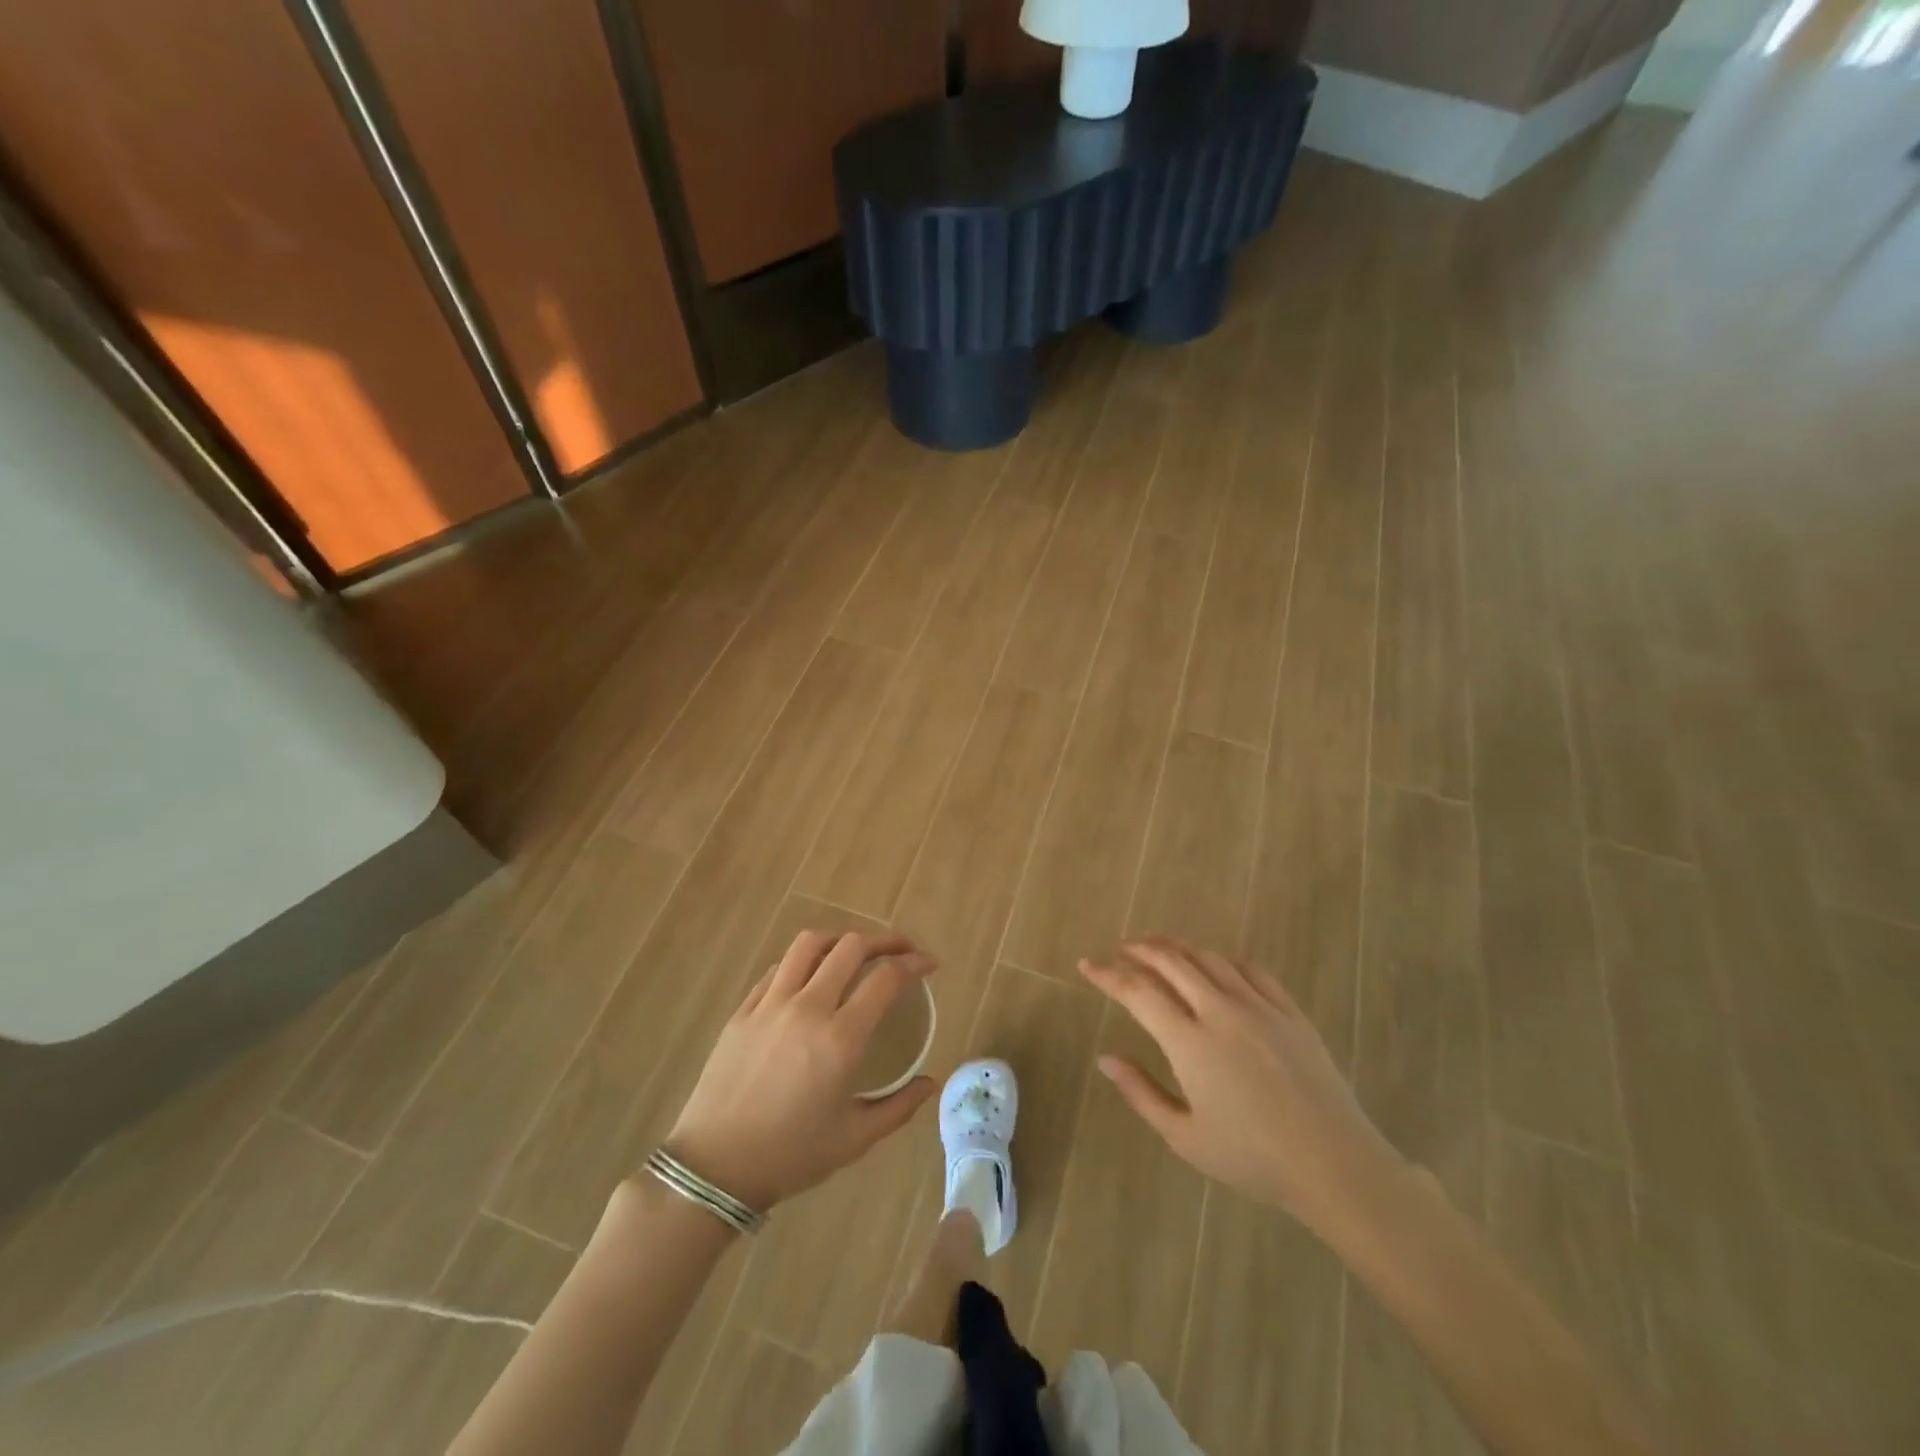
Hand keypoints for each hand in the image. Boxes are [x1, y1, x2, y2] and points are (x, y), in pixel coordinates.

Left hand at [664, 930, 936, 1212]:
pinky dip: (803, 962)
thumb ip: (899, 1107)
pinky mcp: (743, 1010)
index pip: (886, 978)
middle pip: (851, 947)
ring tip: (854, 953)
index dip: (914, 963)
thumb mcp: (854, 1140)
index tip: (929, 963)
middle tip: (901, 951)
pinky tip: (810, 978)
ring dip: (840, 940)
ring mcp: (770, 1004)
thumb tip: (930, 1083)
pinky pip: (778, 969)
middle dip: (884, 940)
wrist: (714, 1168)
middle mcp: (808, 1009)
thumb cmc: (790, 1156)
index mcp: (841, 1039)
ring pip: (809, 945)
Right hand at [1080, 937, 1404, 1238]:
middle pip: (1172, 961)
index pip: (1138, 992)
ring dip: (1178, 947)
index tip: (1088, 964)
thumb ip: (1141, 1093)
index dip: (1108, 975)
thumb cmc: (1253, 1158)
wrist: (1334, 1164)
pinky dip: (1224, 960)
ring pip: (1209, 958)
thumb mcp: (1185, 1137)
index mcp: (1190, 1042)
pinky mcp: (1289, 1011)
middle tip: (1122, 949)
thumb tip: (1106, 1058)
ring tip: (1160, 948)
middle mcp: (1220, 1011)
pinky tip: (1217, 966)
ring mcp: (1259, 1007)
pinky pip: (1251, 969)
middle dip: (1141, 949)